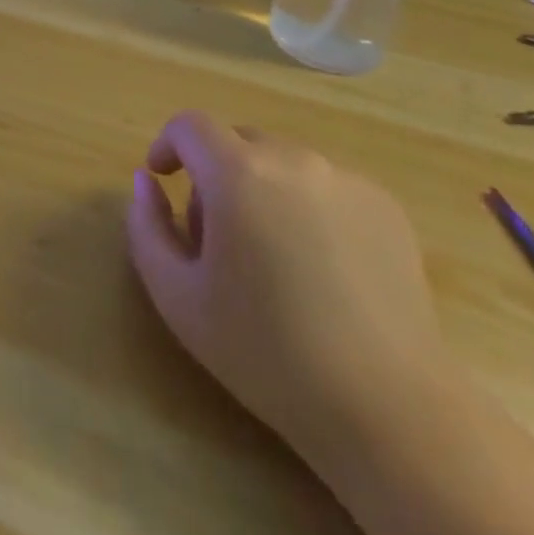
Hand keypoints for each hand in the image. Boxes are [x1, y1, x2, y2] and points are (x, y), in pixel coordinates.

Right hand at [125, 112, 447, 464]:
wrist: (387, 409)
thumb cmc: (267, 352)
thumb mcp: (178, 298)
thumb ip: (147, 226)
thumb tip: (145, 181)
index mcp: (237, 172)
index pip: (190, 125)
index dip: (168, 144)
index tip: (163, 179)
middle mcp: (291, 157)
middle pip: (237, 141)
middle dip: (215, 174)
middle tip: (217, 237)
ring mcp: (344, 178)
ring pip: (283, 162)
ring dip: (263, 189)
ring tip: (273, 258)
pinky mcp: (384, 204)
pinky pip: (327, 186)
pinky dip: (309, 207)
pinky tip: (322, 270)